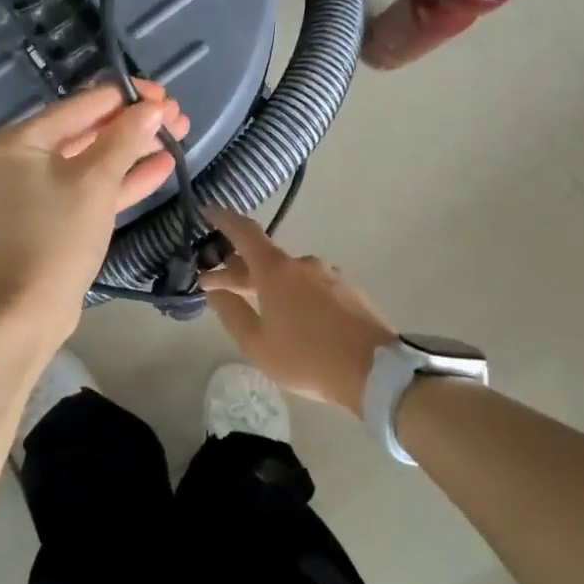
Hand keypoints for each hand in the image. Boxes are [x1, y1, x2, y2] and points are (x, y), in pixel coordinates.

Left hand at [0, 82, 189, 340]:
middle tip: (179, 118)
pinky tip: (163, 166)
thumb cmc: (57, 237)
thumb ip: (125, 139)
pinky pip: (94, 186)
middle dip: (136, 123)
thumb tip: (153, 108)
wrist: (29, 309)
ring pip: (96, 158)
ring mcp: (43, 187)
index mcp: (23, 139)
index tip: (166, 96)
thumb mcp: (95, 182)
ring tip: (180, 136)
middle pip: (90, 128)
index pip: (83, 104)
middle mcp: (28, 156)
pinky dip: (125, 178)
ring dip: (136, 148)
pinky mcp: (59, 214)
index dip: (127, 98)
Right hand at [198, 207, 397, 415]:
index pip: (245, 232)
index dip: (223, 219)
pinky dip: (293, 294)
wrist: (376, 372)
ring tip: (256, 306)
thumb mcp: (258, 344)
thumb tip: (217, 291)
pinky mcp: (349, 291)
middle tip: (215, 284)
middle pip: (264, 258)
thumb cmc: (307, 358)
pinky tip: (292, 317)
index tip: (207, 211)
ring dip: (267, 284)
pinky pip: (311, 286)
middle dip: (237, 270)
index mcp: (277, 271)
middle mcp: (303, 264)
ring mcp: (330, 275)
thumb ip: (232, 314)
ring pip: (288, 274)